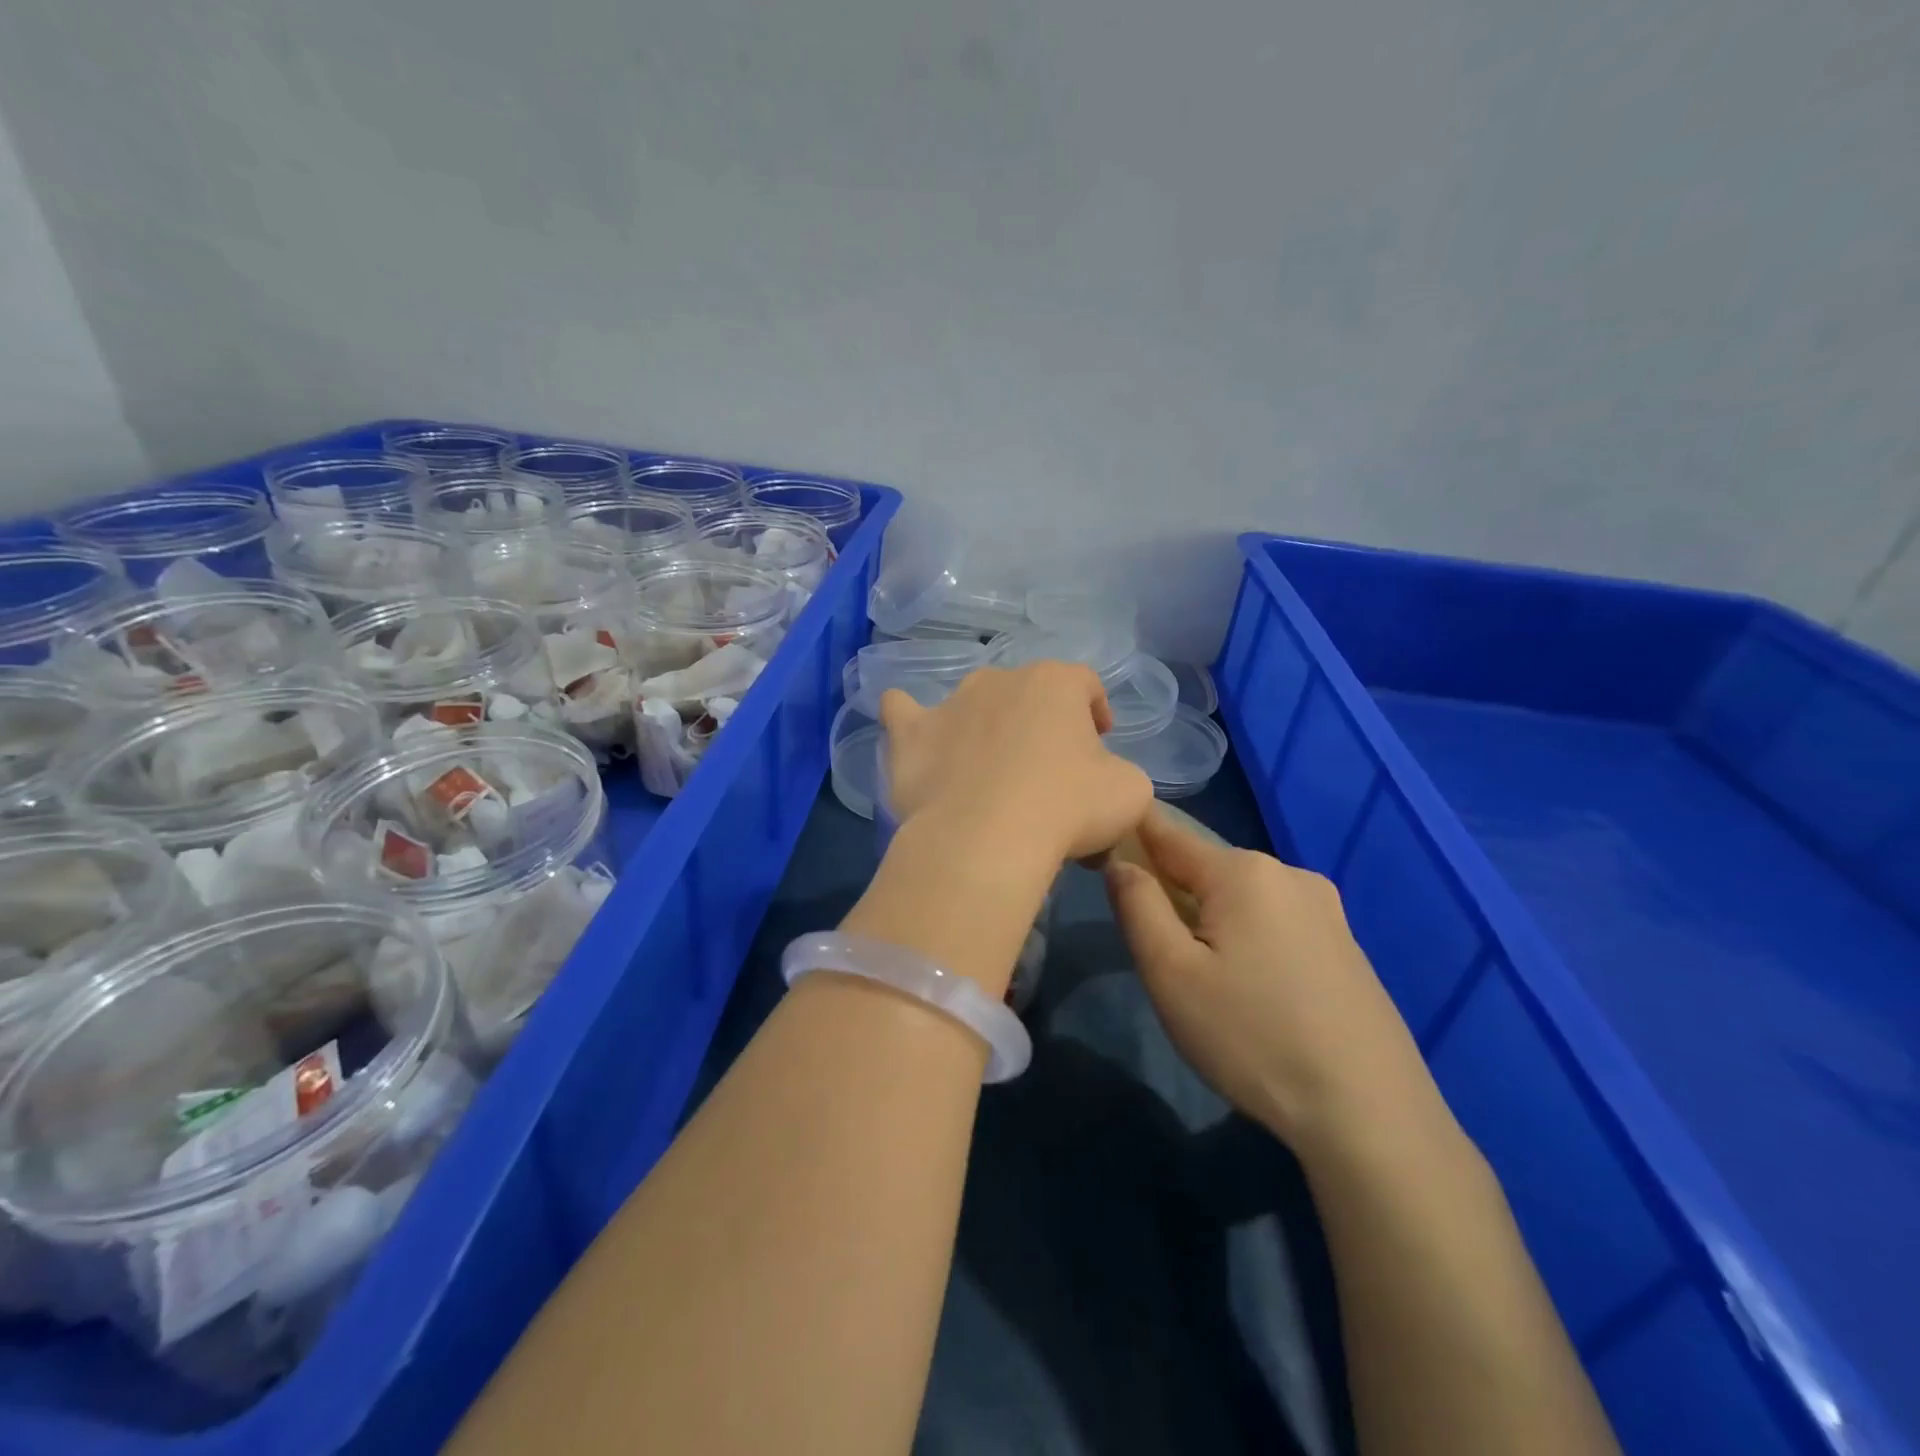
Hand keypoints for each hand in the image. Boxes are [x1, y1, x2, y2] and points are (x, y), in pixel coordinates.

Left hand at [880, 664, 1152, 864]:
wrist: (986, 839)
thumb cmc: (1068, 808)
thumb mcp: (1128, 791)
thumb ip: (1119, 772)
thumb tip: (1101, 778)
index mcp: (1056, 682)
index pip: (1085, 684)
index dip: (1095, 711)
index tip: (1099, 744)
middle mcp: (1000, 679)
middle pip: (1027, 694)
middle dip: (1039, 723)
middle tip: (1046, 770)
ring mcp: (950, 703)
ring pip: (972, 703)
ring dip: (985, 726)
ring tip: (989, 771)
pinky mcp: (910, 734)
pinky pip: (903, 712)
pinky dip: (910, 720)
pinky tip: (913, 733)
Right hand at [1104, 807, 1440, 1153]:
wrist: (1371, 1114)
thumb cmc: (1252, 1037)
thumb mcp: (1170, 974)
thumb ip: (1137, 905)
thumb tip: (1120, 862)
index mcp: (1243, 871)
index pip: (1168, 833)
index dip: (1131, 835)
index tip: (1102, 848)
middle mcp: (1288, 874)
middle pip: (1206, 867)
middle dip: (1172, 891)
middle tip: (1155, 949)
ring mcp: (1325, 909)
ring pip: (1241, 897)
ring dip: (1211, 918)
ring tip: (1203, 977)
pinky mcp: (1345, 944)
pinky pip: (1275, 921)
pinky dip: (1247, 937)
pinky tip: (1251, 988)